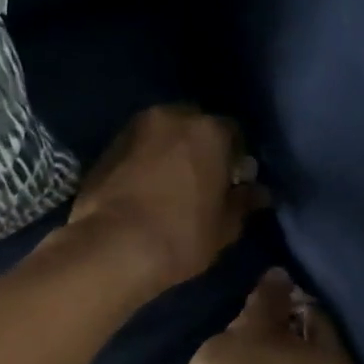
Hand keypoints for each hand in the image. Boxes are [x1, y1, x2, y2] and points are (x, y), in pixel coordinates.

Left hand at [65, 105, 269, 296]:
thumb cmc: (180, 236)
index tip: (232, 183)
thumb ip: (242, 202)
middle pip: (194, 127)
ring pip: (162, 135)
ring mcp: (134, 129)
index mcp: (209, 130)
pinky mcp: (106, 146)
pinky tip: (144, 189)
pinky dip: (144, 161)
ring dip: (170, 152)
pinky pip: (137, 148)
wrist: (111, 247)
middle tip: (201, 182)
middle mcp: (171, 117)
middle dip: (200, 149)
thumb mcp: (224, 227)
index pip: (233, 134)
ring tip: (170, 186)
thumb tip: (256, 192)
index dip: (235, 159)